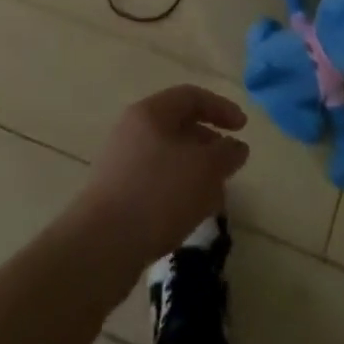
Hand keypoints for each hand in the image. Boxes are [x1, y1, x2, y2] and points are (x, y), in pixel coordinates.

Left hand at [74, 86, 250, 269]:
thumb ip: (227, 153)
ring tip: (215, 195)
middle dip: (209, 143)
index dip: (221, 108)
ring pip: (168, 157)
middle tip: (230, 164)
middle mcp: (132, 131)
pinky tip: (191, 214)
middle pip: (178, 126)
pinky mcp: (116, 194)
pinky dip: (178, 190)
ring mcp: (120, 163)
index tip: (243, 128)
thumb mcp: (205, 169)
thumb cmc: (158, 194)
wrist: (100, 247)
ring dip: (195, 171)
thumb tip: (236, 147)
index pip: (191, 96)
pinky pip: (155, 182)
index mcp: (150, 113)